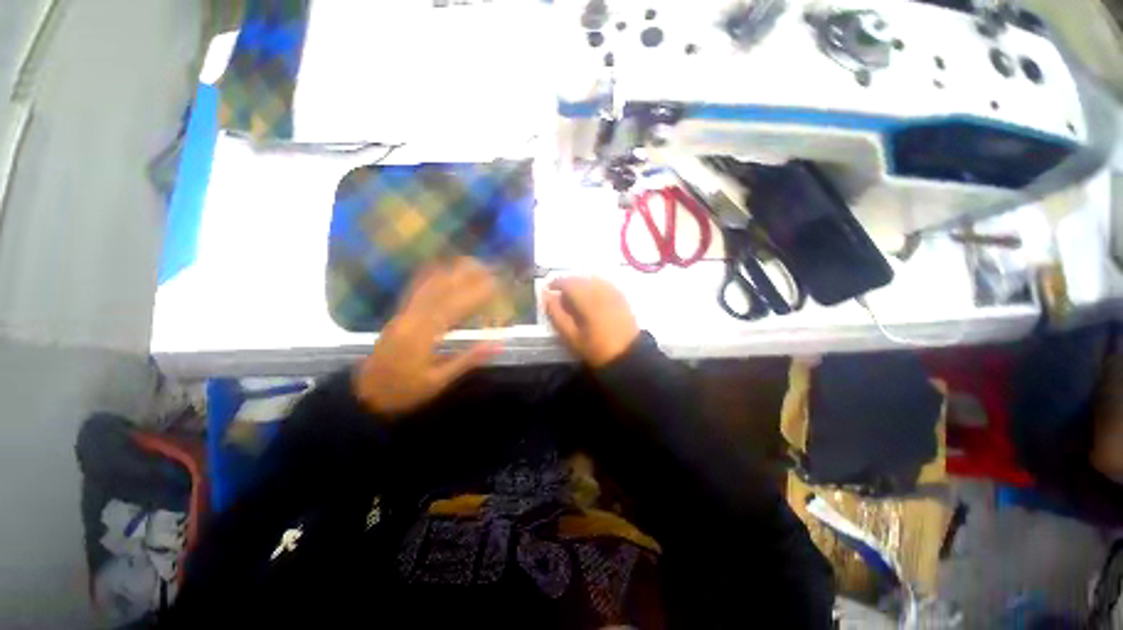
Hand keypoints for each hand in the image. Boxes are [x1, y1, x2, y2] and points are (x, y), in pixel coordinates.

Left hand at [354, 258, 500, 416]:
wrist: (365, 396)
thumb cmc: (405, 392)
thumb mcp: (438, 381)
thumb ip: (468, 359)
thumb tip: (497, 343)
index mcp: (423, 336)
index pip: (455, 307)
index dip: (477, 293)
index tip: (496, 284)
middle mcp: (412, 318)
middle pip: (441, 289)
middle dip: (466, 275)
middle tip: (488, 267)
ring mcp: (402, 314)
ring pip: (428, 285)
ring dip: (450, 271)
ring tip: (471, 262)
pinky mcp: (398, 315)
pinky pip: (415, 290)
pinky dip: (430, 276)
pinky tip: (441, 268)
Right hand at [544, 276, 639, 366]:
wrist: (627, 355)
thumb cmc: (595, 349)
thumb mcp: (571, 336)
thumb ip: (556, 314)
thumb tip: (547, 296)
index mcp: (588, 300)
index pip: (568, 282)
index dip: (555, 283)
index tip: (548, 289)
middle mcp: (601, 290)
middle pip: (580, 278)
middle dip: (567, 283)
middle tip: (559, 296)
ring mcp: (613, 291)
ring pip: (591, 278)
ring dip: (580, 283)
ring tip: (573, 296)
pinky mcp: (621, 296)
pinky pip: (603, 282)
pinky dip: (592, 285)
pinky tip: (589, 296)